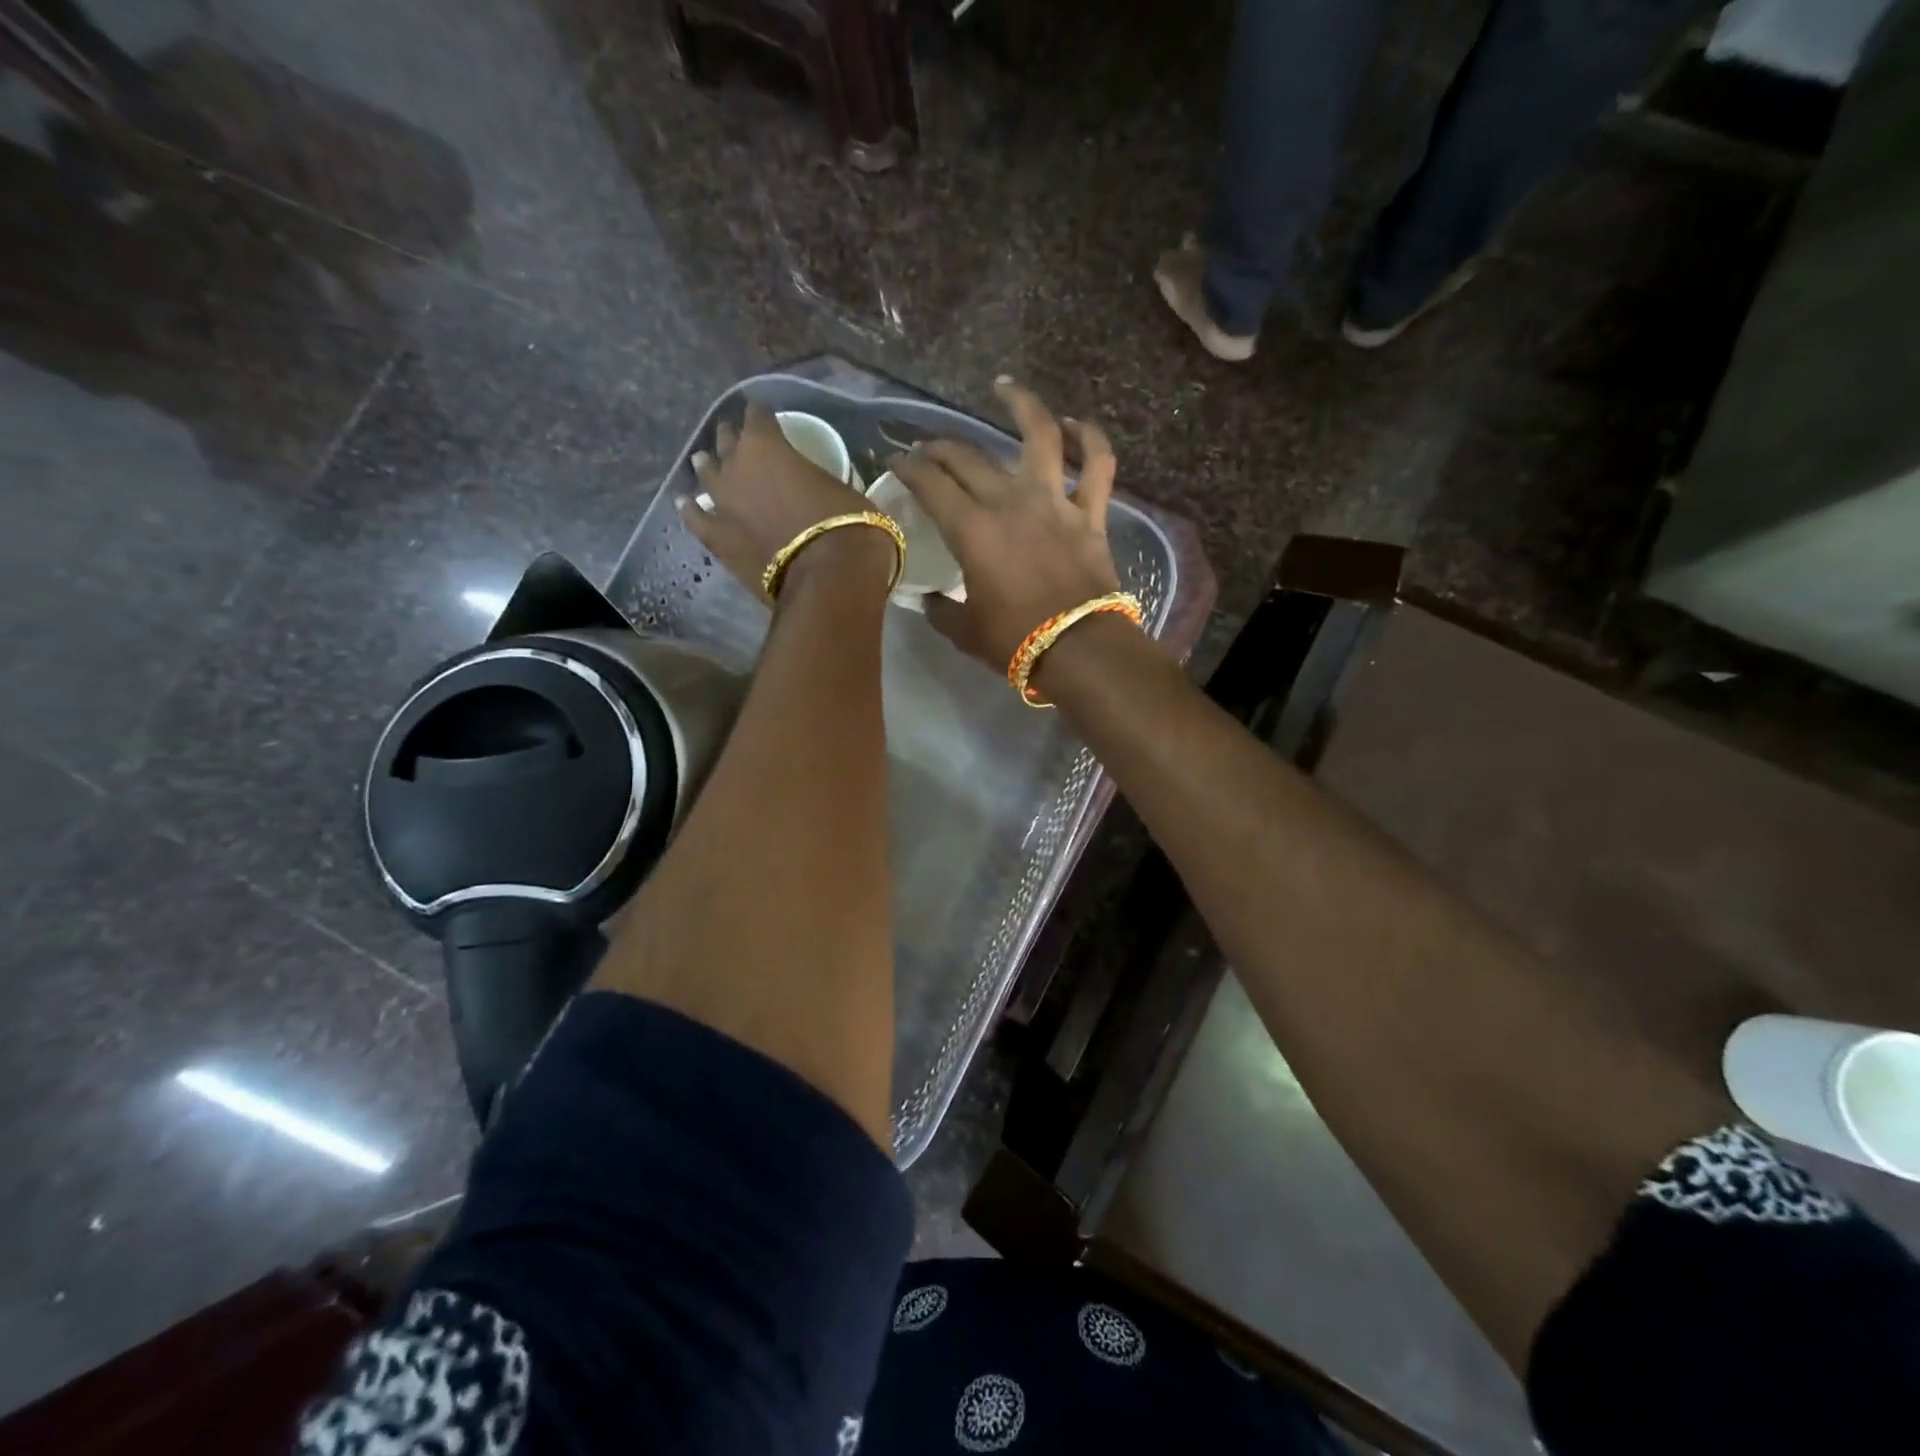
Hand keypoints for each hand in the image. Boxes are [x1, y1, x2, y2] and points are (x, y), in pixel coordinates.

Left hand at [681, 402, 885, 600]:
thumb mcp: (842, 488)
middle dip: (734, 439)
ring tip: (708, 463)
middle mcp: (736, 465)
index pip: (758, 415)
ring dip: (710, 467)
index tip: (767, 418)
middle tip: (739, 442)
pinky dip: (692, 510)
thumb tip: (819, 487)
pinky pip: (695, 518)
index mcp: (767, 444)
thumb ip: (818, 479)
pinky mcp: (715, 538)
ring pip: (706, 473)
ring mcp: (721, 502)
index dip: (763, 415)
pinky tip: (687, 504)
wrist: (829, 578)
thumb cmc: (848, 526)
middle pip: (727, 441)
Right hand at [892, 377, 1122, 671]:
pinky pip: (1098, 465)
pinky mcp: (1090, 514)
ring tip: (1005, 389)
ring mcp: (1054, 502)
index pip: (930, 484)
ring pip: (1041, 436)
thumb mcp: (964, 631)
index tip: (896, 461)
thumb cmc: (1015, 642)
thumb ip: (941, 610)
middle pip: (969, 458)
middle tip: (928, 448)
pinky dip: (1091, 440)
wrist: (1078, 650)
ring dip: (1022, 405)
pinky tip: (1077, 424)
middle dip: (941, 447)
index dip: (908, 468)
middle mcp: (1010, 502)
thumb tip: (928, 599)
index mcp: (972, 530)